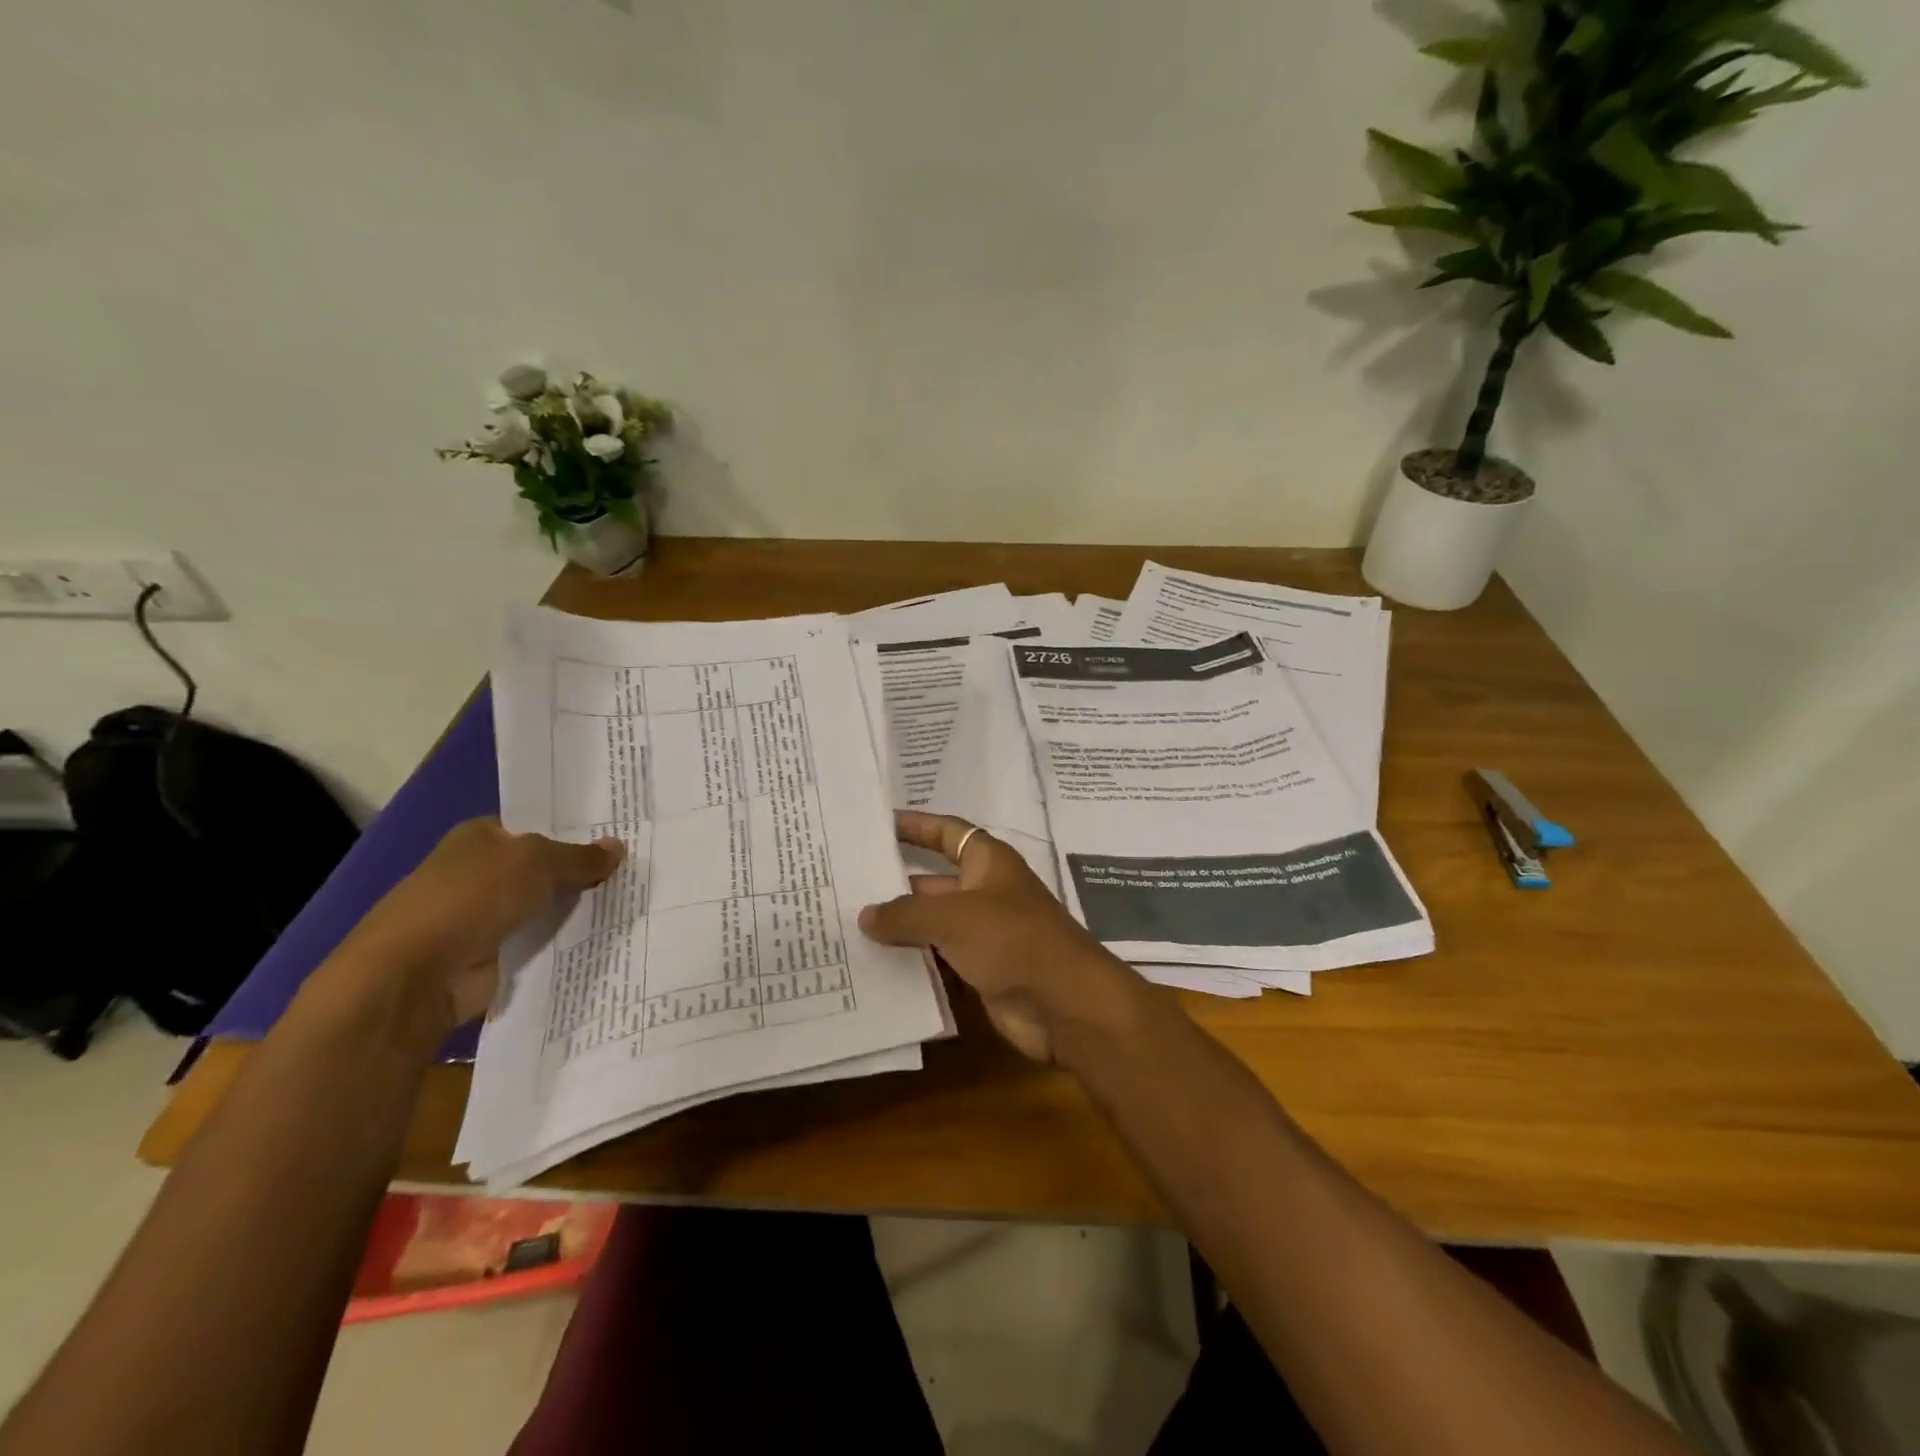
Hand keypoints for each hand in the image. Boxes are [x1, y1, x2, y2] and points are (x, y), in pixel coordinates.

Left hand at [335, 817, 623, 1030]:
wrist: (416, 976)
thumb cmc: (471, 898)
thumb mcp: (537, 862)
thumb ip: (580, 857)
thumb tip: (619, 847)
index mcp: (480, 836)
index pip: (537, 826)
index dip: (576, 829)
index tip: (620, 834)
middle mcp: (481, 871)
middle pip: (545, 867)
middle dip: (583, 870)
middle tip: (636, 867)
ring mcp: (485, 915)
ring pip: (546, 904)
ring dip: (578, 908)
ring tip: (633, 900)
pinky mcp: (493, 954)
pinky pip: (542, 941)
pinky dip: (566, 941)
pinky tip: (608, 935)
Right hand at [858, 812, 1133, 1061]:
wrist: (1064, 1003)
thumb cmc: (1012, 939)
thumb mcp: (953, 917)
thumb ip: (906, 914)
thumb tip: (865, 915)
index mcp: (987, 862)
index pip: (946, 832)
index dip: (916, 825)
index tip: (878, 825)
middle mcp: (985, 892)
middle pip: (933, 880)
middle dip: (895, 883)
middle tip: (844, 885)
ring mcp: (984, 933)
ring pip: (933, 923)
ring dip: (900, 926)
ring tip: (847, 926)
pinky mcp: (982, 969)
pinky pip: (939, 958)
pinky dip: (912, 961)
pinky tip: (873, 966)